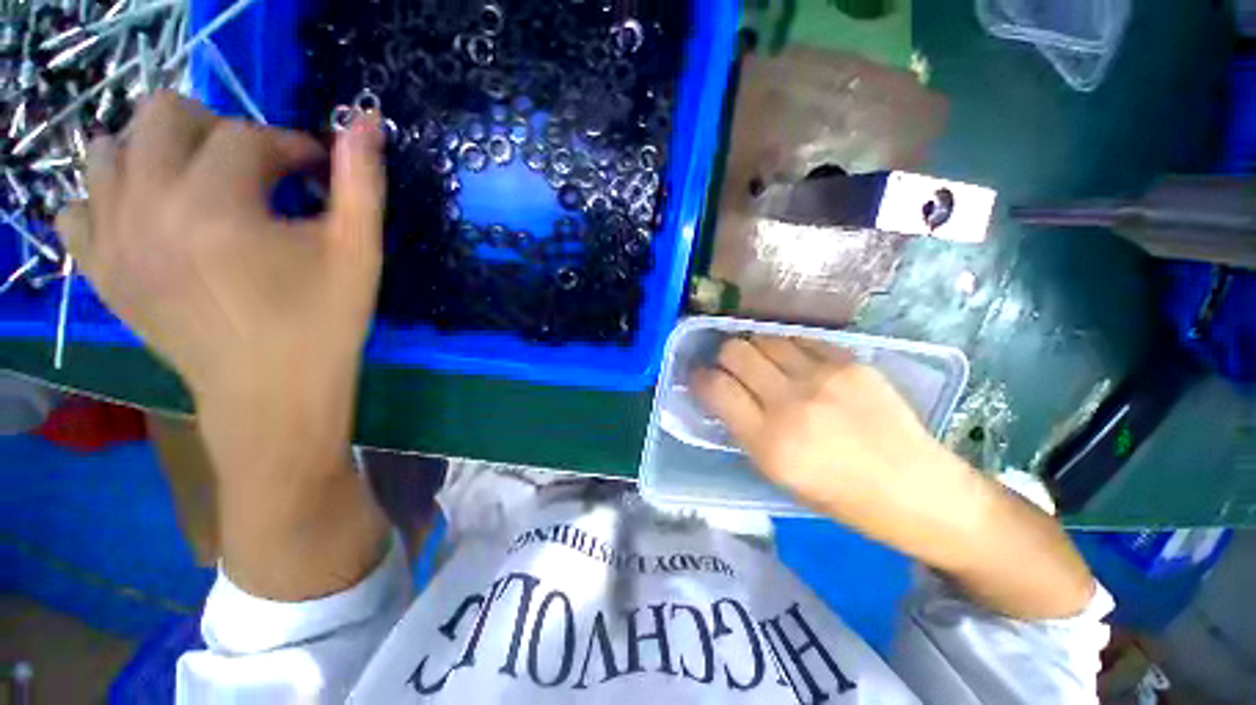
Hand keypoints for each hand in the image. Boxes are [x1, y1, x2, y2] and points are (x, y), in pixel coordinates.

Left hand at [56, 91, 383, 410]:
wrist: (271, 396)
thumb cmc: (324, 324)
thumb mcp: (358, 254)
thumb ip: (361, 184)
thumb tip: (367, 122)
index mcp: (217, 206)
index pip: (248, 135)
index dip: (291, 144)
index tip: (315, 170)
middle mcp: (147, 208)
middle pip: (163, 114)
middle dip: (217, 128)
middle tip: (253, 170)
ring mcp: (112, 240)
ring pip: (108, 149)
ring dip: (157, 153)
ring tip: (198, 188)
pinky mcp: (99, 271)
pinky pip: (75, 206)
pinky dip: (107, 198)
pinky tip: (148, 220)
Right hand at [694, 336, 1095, 619]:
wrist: (918, 491)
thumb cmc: (839, 495)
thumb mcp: (776, 473)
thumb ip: (742, 428)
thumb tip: (721, 392)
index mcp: (768, 442)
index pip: (714, 387)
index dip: (699, 377)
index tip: (700, 378)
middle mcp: (791, 403)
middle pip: (735, 351)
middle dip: (723, 357)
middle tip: (730, 368)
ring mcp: (824, 377)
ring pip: (764, 338)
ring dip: (754, 348)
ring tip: (763, 364)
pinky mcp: (851, 362)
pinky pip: (800, 339)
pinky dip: (787, 347)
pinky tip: (795, 362)